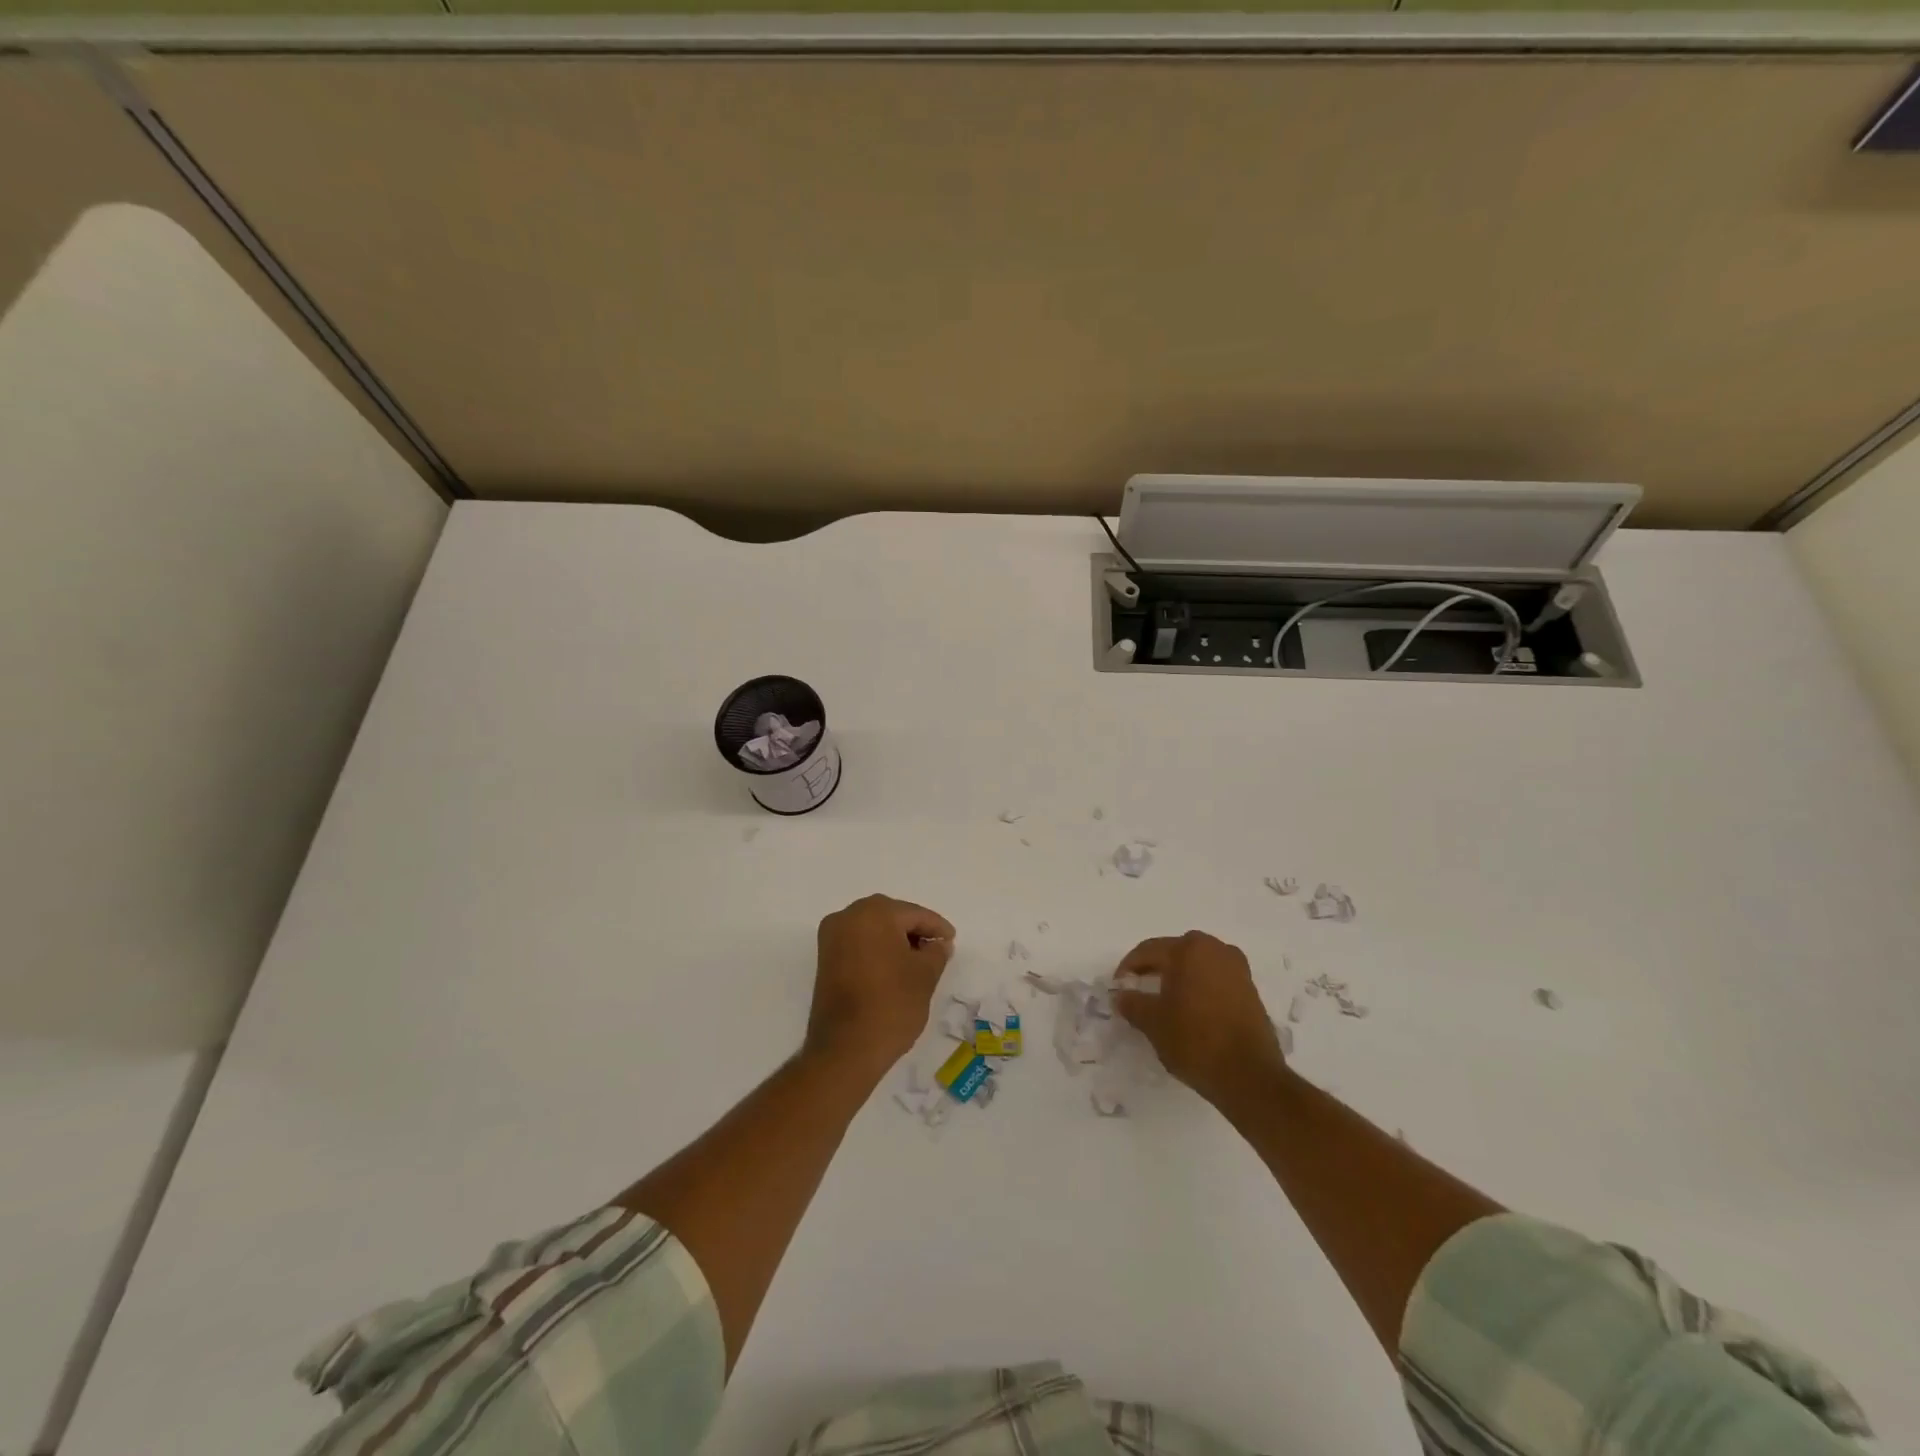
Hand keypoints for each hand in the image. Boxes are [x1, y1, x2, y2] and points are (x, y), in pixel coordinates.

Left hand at [805, 895, 954, 1082]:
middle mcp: (847, 917)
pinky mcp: (825, 959)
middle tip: (936, 948)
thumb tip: (938, 943)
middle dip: (914, 930)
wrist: (845, 1050)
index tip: (951, 939)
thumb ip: (936, 952)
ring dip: (895, 940)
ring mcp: (831, 938)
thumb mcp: (925, 976)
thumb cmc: (891, 1005)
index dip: (936, 926)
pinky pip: (858, 943)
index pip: (913, 913)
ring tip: (918, 961)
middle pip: (891, 916)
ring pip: (872, 928)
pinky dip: (877, 950)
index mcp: (873, 913)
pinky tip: (895, 967)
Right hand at [1112, 931, 1285, 1107]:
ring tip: (1165, 999)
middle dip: (1155, 968)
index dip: (1128, 967)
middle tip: (1139, 988)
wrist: (1250, 1075)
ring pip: (1197, 963)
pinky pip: (1215, 978)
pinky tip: (1191, 1009)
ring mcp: (1237, 968)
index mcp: (1188, 950)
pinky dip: (1200, 986)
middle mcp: (1215, 949)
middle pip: (1175, 952)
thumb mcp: (1153, 1023)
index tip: (1118, 986)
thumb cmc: (1195, 1041)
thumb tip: (1121, 995)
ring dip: (1179, 976)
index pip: (1148, 951)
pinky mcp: (1250, 989)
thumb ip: (1132, 1003)